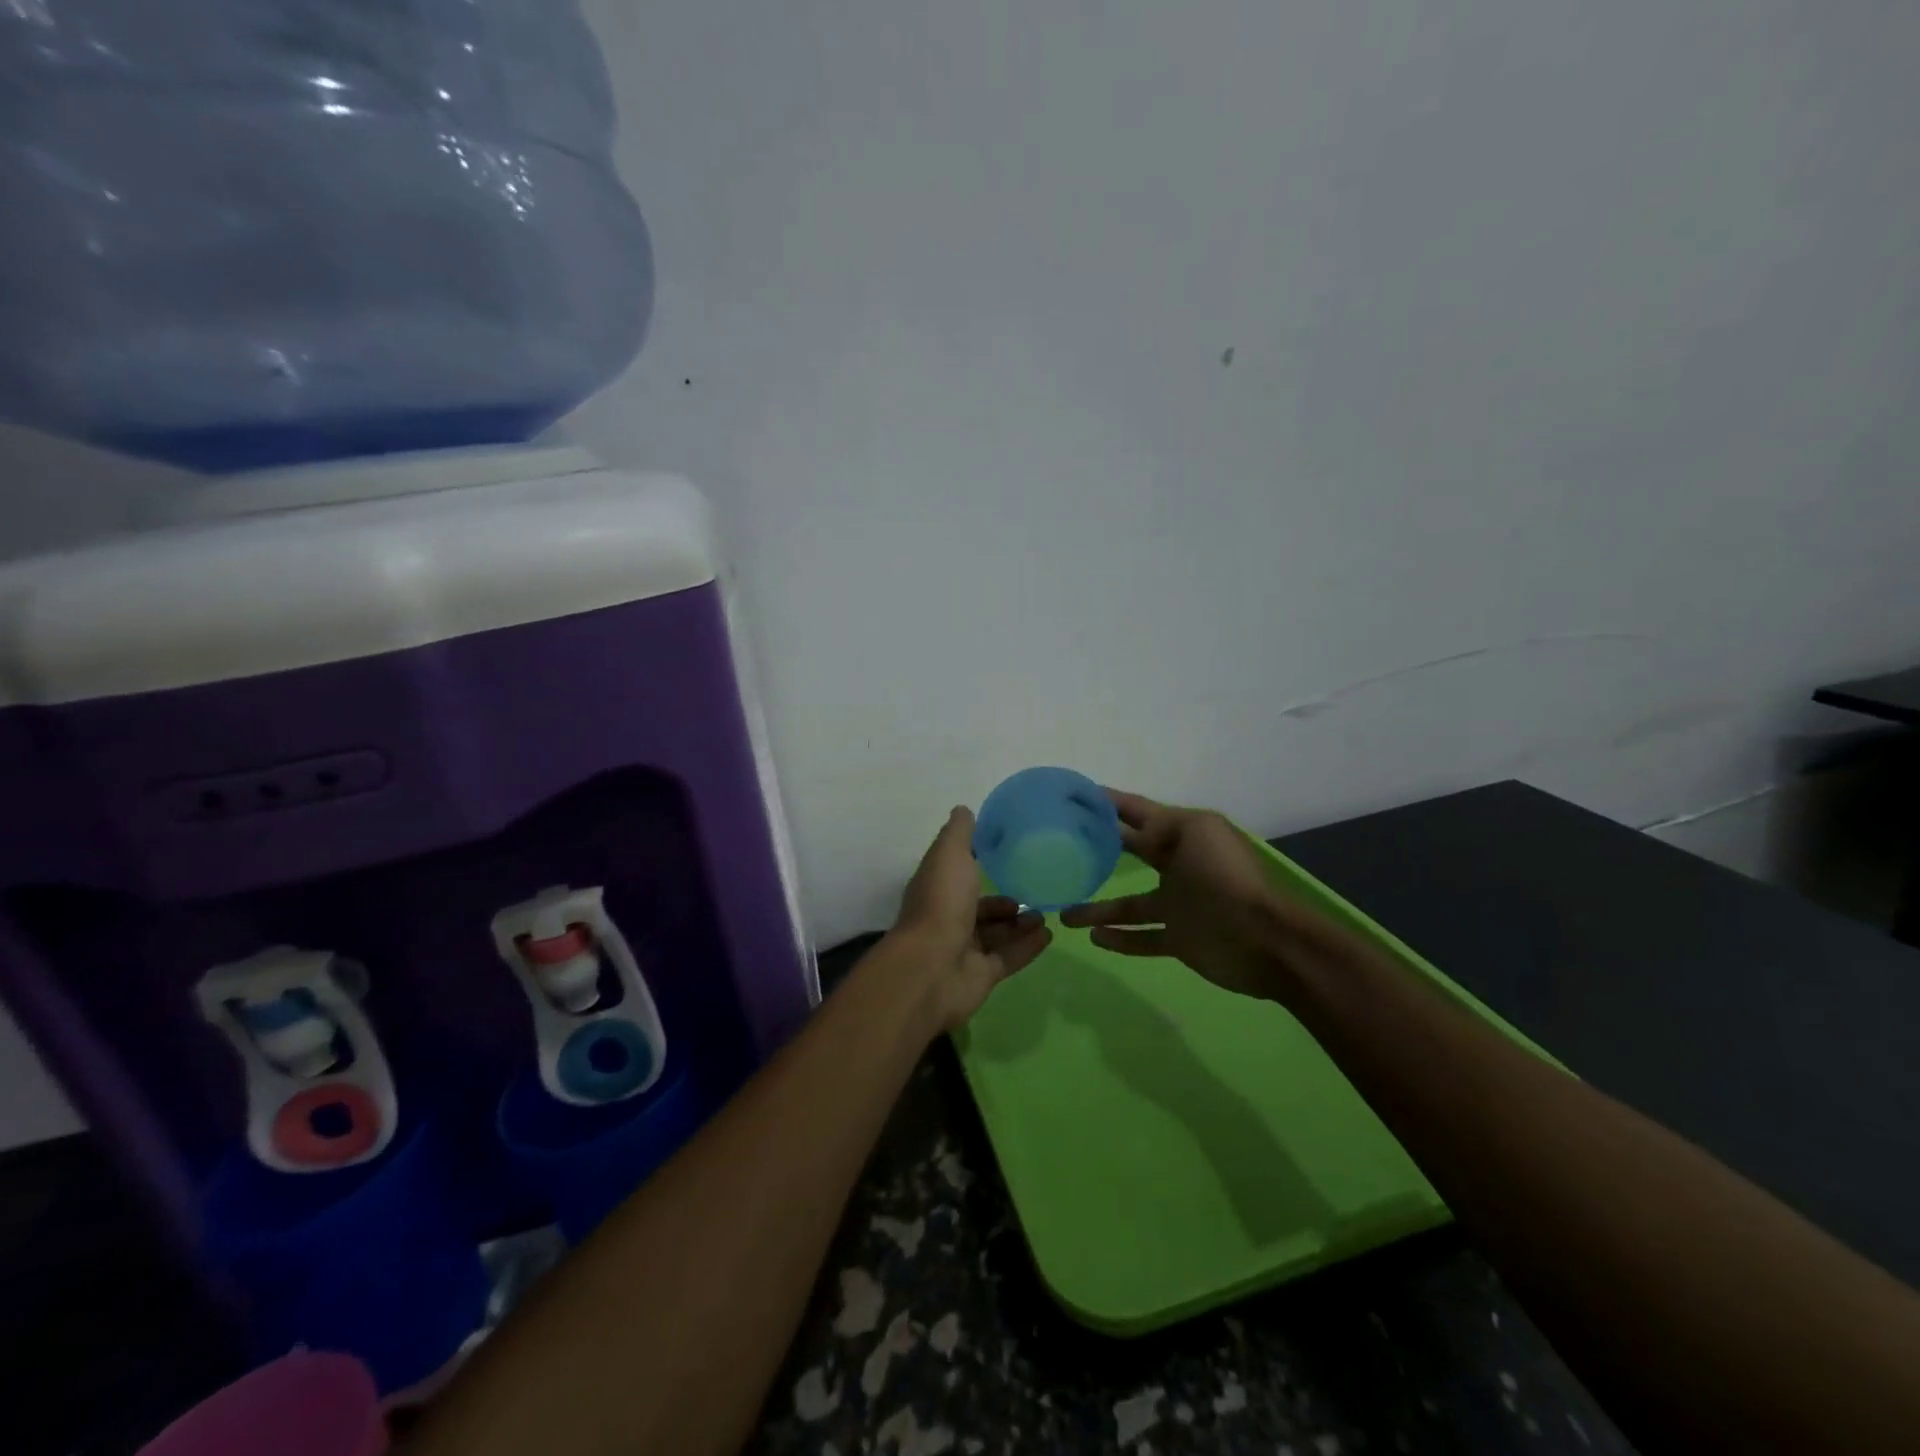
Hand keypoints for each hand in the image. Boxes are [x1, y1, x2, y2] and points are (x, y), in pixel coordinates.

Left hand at [892, 806, 1052, 1030]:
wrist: (932, 967)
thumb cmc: (941, 903)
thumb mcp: (949, 855)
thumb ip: (960, 833)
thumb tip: (964, 810)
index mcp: (937, 888)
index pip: (959, 873)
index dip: (979, 863)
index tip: (1009, 854)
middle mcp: (948, 918)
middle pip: (980, 908)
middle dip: (1005, 901)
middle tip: (1036, 890)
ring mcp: (963, 950)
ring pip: (996, 933)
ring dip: (1020, 923)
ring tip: (1046, 914)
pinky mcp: (980, 976)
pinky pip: (1008, 957)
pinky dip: (1028, 946)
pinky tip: (1049, 935)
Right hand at [1060, 790, 1293, 998]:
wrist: (1264, 940)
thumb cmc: (1226, 878)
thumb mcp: (1195, 832)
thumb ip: (1160, 827)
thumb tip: (1130, 834)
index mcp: (1183, 834)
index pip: (1138, 812)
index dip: (1108, 802)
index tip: (1073, 796)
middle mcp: (1177, 866)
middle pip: (1131, 853)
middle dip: (1099, 846)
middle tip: (1061, 845)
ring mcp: (1177, 905)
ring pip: (1127, 906)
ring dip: (1097, 909)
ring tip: (1064, 913)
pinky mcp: (1179, 939)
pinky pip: (1141, 938)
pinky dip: (1119, 939)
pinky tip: (1093, 938)